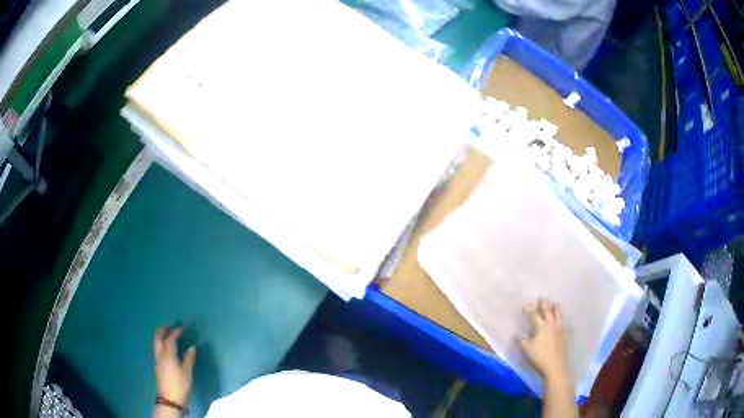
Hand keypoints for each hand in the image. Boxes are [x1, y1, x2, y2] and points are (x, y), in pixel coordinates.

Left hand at [154, 326, 195, 405]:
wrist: (170, 398)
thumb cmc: (180, 384)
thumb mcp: (187, 372)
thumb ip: (189, 359)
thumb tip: (192, 347)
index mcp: (168, 354)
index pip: (171, 339)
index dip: (176, 332)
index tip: (182, 327)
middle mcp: (160, 354)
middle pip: (158, 338)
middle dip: (162, 331)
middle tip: (167, 326)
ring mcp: (157, 360)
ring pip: (156, 344)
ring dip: (160, 337)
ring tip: (165, 334)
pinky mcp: (157, 366)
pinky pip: (157, 350)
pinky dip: (160, 345)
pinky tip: (164, 349)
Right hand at [519, 300, 570, 382]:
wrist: (556, 366)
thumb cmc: (540, 357)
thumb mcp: (527, 349)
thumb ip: (522, 340)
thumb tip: (520, 334)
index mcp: (542, 327)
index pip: (535, 314)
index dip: (529, 309)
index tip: (524, 304)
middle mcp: (552, 324)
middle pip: (549, 309)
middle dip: (543, 303)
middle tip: (540, 298)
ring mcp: (560, 328)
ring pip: (558, 312)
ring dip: (554, 306)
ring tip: (551, 304)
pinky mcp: (565, 333)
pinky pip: (562, 320)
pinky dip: (559, 316)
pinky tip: (557, 319)